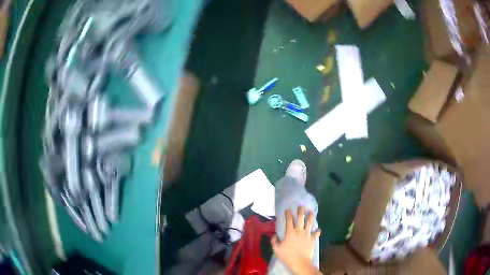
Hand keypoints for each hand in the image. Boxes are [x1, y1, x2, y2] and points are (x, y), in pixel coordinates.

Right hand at [271, 206, 320, 274]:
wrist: (300, 262)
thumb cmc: (287, 256)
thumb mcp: (276, 249)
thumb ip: (274, 241)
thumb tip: (274, 235)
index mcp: (290, 232)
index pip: (289, 220)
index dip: (288, 214)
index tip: (288, 209)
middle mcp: (299, 231)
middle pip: (301, 218)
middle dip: (301, 211)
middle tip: (301, 206)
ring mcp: (307, 234)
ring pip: (310, 223)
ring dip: (311, 216)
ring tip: (311, 211)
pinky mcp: (313, 239)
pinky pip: (316, 233)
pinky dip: (317, 231)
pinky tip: (318, 229)